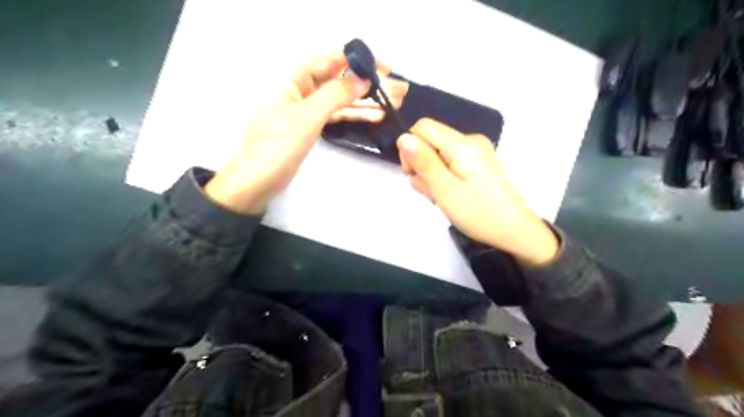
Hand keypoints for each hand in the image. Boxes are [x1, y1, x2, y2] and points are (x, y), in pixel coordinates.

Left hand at [203, 51, 406, 213]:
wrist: (257, 181)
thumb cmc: (277, 145)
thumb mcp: (307, 116)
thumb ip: (335, 94)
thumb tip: (363, 77)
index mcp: (292, 78)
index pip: (329, 60)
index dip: (357, 60)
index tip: (384, 67)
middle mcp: (299, 89)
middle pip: (337, 79)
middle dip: (366, 83)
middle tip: (396, 89)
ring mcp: (305, 109)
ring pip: (339, 99)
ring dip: (364, 100)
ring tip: (392, 103)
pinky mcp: (310, 127)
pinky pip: (335, 115)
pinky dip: (353, 114)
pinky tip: (374, 115)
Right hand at [399, 119, 554, 264]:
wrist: (513, 229)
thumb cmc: (478, 212)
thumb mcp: (445, 190)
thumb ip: (424, 162)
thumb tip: (403, 137)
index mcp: (462, 144)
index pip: (422, 127)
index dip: (410, 148)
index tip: (413, 174)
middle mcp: (470, 141)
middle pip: (430, 141)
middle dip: (422, 166)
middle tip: (432, 192)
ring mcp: (476, 152)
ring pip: (438, 154)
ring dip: (432, 176)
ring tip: (443, 198)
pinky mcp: (477, 163)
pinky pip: (450, 162)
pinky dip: (444, 177)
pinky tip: (450, 195)